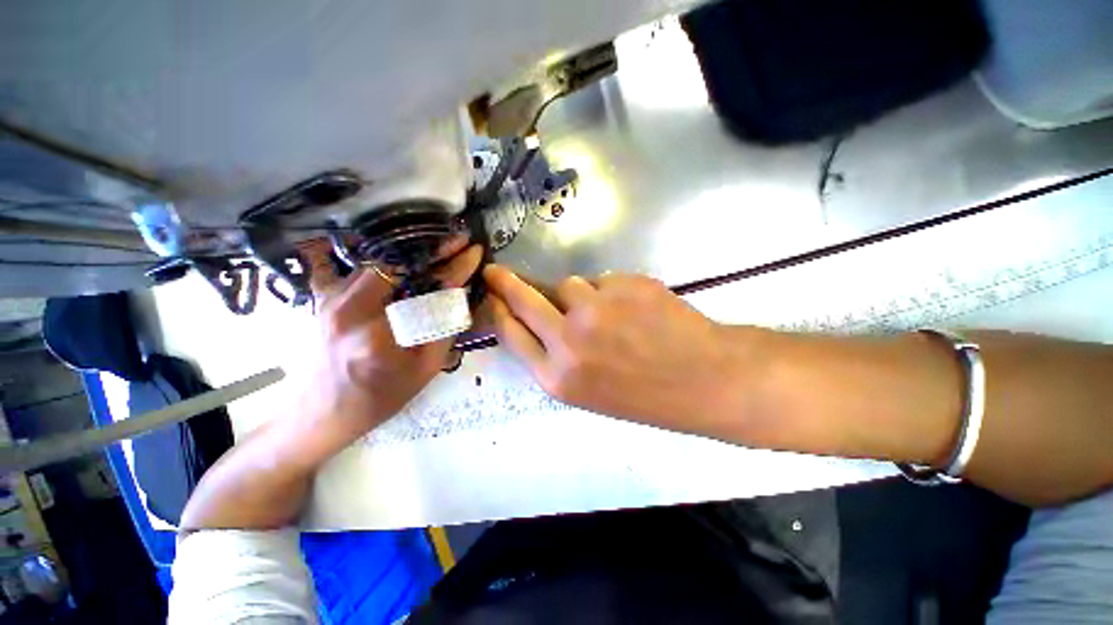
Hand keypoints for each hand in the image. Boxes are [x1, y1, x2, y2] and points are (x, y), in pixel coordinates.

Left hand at [296, 240, 482, 444]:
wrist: (318, 414)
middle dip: (431, 250)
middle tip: (455, 243)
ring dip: (408, 253)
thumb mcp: (423, 371)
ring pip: (374, 260)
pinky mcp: (321, 298)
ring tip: (434, 249)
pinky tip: (393, 255)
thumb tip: (460, 294)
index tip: (473, 251)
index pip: (426, 289)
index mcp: (380, 336)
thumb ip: (444, 330)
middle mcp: (349, 309)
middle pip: (397, 263)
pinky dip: (375, 257)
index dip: (454, 267)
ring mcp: (329, 299)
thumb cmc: (378, 399)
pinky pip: (349, 265)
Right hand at [484, 265, 753, 434]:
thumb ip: (556, 356)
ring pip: (569, 284)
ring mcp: (596, 309)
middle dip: (506, 283)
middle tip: (495, 271)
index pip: (511, 333)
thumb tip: (536, 319)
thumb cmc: (645, 394)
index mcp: (557, 377)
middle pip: (524, 299)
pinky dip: (611, 291)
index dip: (498, 310)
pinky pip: (603, 280)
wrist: (705, 380)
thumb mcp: (589, 390)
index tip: (492, 295)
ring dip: (580, 294)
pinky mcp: (623, 286)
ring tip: (612, 313)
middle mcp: (568, 341)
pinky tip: (637, 309)